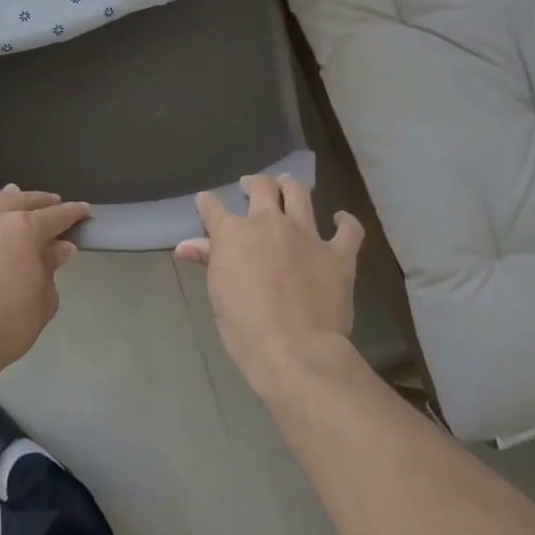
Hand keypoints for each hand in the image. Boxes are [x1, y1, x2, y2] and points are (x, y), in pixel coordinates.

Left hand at [0, 187, 90, 378]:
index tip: (84, 211)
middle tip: (53, 203)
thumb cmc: (6, 325)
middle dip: (41, 202)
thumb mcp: (42, 301)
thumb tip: (58, 248)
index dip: (73, 213)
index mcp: (23, 229)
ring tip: (18, 202)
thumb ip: (50, 268)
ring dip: (9, 202)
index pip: (56, 215)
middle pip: (21, 201)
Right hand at [176, 174, 364, 397]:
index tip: (205, 202)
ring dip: (291, 187)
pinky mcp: (338, 254)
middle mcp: (270, 223)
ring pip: (300, 194)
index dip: (207, 203)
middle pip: (262, 188)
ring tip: (287, 186)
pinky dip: (345, 221)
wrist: (296, 350)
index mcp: (234, 233)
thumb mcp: (218, 293)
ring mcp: (308, 235)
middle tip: (251, 187)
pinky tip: (341, 219)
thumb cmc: (245, 327)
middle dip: (254, 184)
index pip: (213, 208)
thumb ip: (208, 260)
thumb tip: (185, 246)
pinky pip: (348, 229)